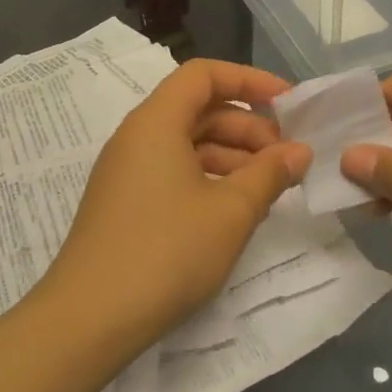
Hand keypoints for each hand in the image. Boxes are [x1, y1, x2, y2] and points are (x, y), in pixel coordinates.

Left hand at [40, 59, 311, 345]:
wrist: (91, 317)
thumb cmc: (167, 252)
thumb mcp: (231, 212)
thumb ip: (269, 174)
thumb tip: (299, 151)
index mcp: (155, 122)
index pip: (203, 75)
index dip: (250, 80)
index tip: (290, 105)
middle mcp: (135, 137)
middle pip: (197, 109)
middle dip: (247, 127)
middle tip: (287, 161)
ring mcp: (126, 172)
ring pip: (186, 144)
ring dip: (231, 157)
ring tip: (269, 189)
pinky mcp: (124, 204)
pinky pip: (172, 173)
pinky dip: (208, 179)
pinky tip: (234, 209)